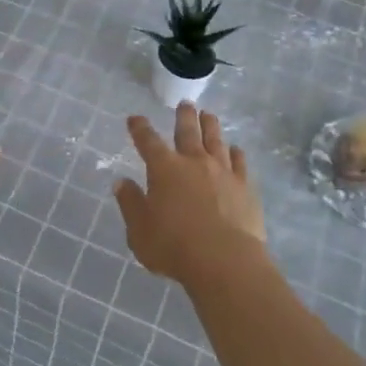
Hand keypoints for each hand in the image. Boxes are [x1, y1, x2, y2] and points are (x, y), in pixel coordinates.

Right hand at [115, 102, 267, 284]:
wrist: (225, 261)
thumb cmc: (174, 247)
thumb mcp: (139, 230)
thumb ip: (130, 204)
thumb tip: (121, 182)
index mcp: (164, 168)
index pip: (148, 141)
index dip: (140, 128)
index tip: (135, 119)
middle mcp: (193, 161)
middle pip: (187, 131)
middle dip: (184, 116)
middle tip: (185, 103)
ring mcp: (222, 172)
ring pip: (215, 140)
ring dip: (211, 125)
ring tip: (209, 115)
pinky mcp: (245, 187)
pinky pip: (240, 163)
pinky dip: (236, 153)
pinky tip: (236, 150)